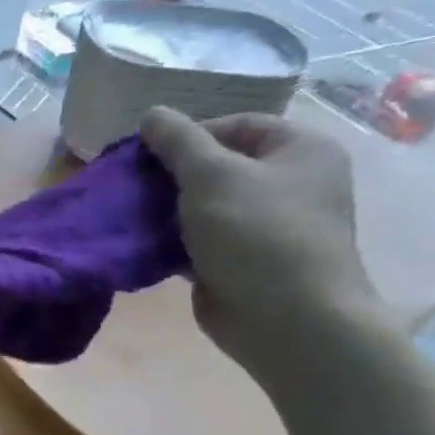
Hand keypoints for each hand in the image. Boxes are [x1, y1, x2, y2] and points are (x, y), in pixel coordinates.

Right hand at [140, 106, 377, 376]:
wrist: (287, 320)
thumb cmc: (257, 233)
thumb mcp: (211, 174)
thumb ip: (177, 140)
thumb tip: (152, 114)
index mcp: (300, 150)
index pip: (235, 124)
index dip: (188, 135)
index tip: (148, 156)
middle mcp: (291, 182)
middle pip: (217, 164)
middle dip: (172, 174)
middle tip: (134, 185)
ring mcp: (268, 224)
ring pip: (204, 202)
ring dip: (167, 207)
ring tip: (133, 213)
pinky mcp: (244, 259)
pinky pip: (201, 237)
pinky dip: (174, 238)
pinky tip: (145, 242)